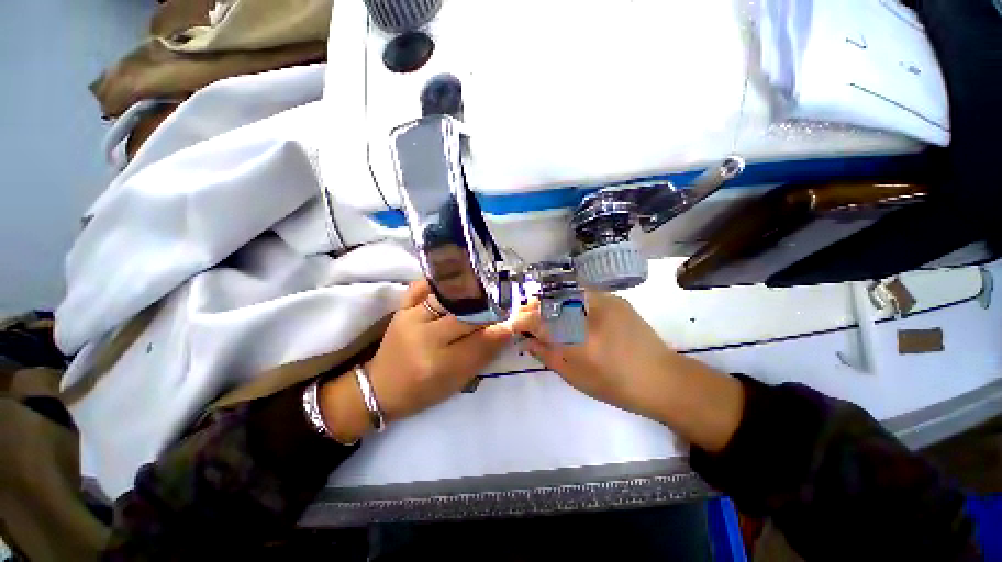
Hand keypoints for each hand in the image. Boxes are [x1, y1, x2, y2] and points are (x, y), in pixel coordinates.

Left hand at [363, 280, 512, 421]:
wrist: (382, 387)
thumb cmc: (423, 391)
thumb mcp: (457, 382)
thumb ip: (482, 355)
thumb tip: (506, 331)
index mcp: (438, 365)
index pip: (481, 341)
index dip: (503, 328)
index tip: (518, 320)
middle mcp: (423, 337)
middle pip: (467, 315)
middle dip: (491, 309)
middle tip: (506, 304)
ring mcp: (409, 318)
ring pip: (448, 297)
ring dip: (470, 293)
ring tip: (487, 290)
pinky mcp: (401, 309)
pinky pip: (422, 286)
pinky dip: (440, 282)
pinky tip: (455, 281)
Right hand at [511, 292, 674, 417]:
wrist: (662, 379)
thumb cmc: (616, 385)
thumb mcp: (574, 375)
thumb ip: (547, 354)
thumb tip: (526, 341)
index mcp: (580, 337)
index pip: (541, 321)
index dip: (523, 321)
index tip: (513, 325)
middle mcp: (591, 311)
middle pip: (552, 300)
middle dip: (533, 306)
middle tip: (524, 315)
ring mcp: (605, 300)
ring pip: (566, 292)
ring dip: (548, 301)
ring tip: (540, 311)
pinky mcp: (615, 298)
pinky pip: (582, 293)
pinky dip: (566, 299)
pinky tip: (564, 309)